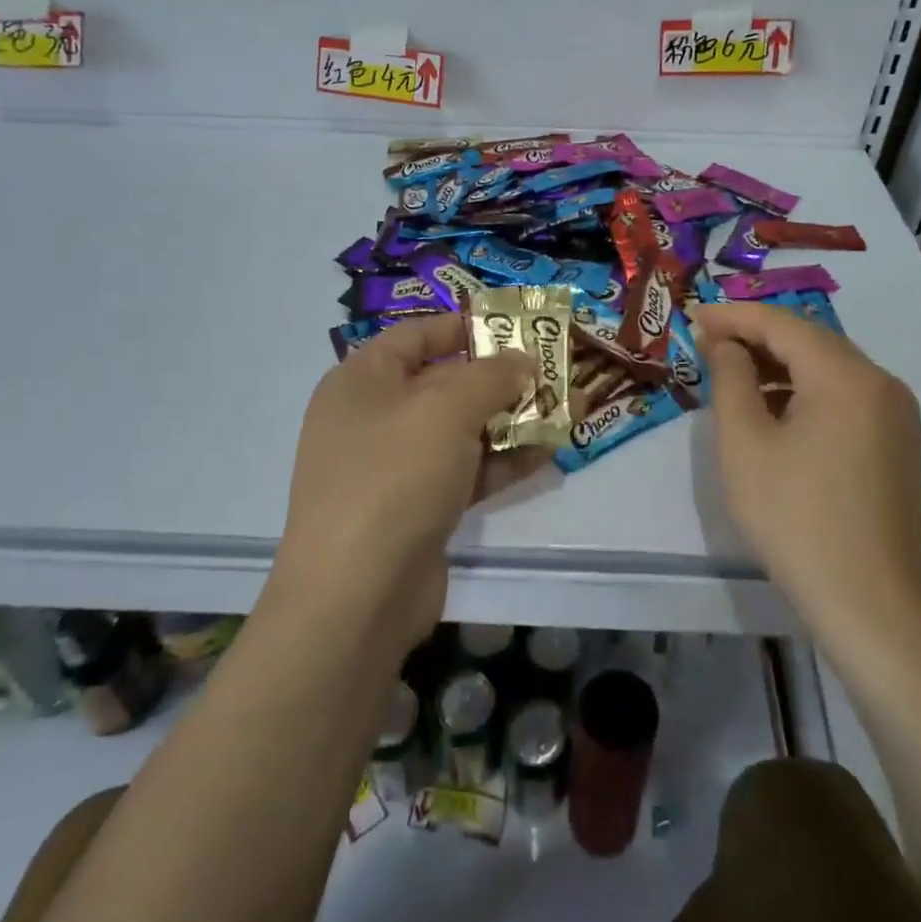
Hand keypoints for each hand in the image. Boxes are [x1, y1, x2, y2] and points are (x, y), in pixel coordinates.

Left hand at [271, 314, 540, 646]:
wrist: (356, 596)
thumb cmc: (394, 474)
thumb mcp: (446, 408)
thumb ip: (491, 376)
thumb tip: (522, 360)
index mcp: (362, 380)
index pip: (416, 335)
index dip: (464, 326)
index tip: (514, 326)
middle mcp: (372, 417)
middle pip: (442, 383)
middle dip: (499, 377)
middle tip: (550, 371)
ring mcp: (392, 468)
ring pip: (458, 431)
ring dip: (509, 421)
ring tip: (563, 410)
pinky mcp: (414, 510)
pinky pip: (462, 472)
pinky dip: (500, 462)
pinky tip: (547, 455)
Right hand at [697, 303, 920, 632]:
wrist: (871, 604)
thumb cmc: (796, 518)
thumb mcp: (744, 443)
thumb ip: (731, 379)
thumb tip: (726, 344)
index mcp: (846, 376)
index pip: (782, 323)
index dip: (733, 316)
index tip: (692, 318)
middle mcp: (880, 382)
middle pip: (810, 339)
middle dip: (756, 336)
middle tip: (706, 344)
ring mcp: (895, 413)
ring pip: (828, 367)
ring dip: (780, 363)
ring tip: (731, 375)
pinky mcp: (896, 441)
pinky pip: (844, 395)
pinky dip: (805, 390)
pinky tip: (773, 410)